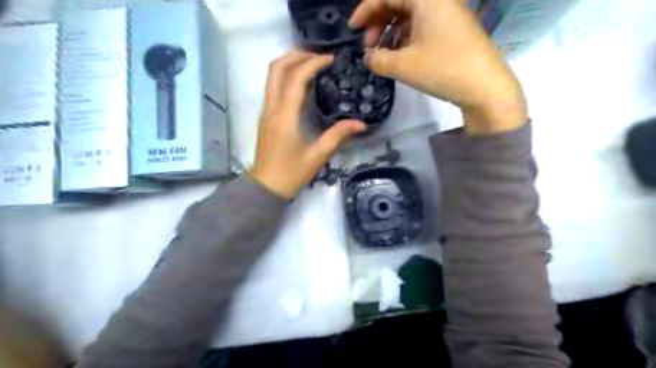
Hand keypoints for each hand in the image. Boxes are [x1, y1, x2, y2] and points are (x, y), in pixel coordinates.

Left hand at [250, 50, 366, 197]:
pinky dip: (287, 76)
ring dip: (290, 64)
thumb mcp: (318, 156)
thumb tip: (361, 124)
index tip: (331, 60)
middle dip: (297, 56)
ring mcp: (266, 111)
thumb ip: (338, 136)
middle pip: (277, 68)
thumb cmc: (291, 173)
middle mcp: (271, 108)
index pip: (296, 78)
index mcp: (285, 116)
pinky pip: (273, 87)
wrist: (266, 186)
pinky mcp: (266, 116)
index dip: (313, 63)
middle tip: (320, 58)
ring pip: (272, 76)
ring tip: (313, 65)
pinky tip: (303, 84)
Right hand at [348, 0, 525, 133]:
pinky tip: (400, 56)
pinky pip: (422, 26)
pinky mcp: (452, 30)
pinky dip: (406, 39)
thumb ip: (377, 59)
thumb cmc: (443, 69)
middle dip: (378, 23)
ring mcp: (448, 14)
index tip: (352, 30)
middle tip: (368, 46)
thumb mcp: (403, 66)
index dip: (365, 10)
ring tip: (383, 55)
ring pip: (410, 16)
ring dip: (391, 33)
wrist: (485, 87)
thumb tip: (367, 57)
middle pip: (399, 2)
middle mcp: (438, 0)